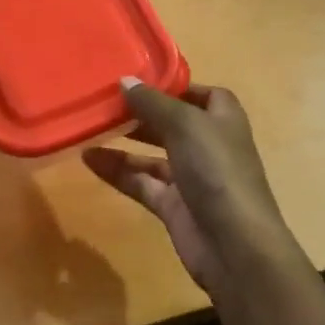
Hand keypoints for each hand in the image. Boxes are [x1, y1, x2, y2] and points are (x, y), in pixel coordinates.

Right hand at [83, 79, 305, 296]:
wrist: (235, 246)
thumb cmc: (217, 170)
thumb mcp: (184, 124)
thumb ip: (152, 102)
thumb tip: (125, 81)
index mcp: (222, 118)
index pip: (200, 93)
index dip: (173, 86)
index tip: (138, 79)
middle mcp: (208, 144)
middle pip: (171, 121)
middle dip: (141, 112)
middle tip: (105, 100)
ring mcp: (191, 176)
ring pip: (153, 153)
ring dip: (125, 140)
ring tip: (90, 126)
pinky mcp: (173, 205)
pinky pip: (141, 182)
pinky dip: (118, 171)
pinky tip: (89, 158)